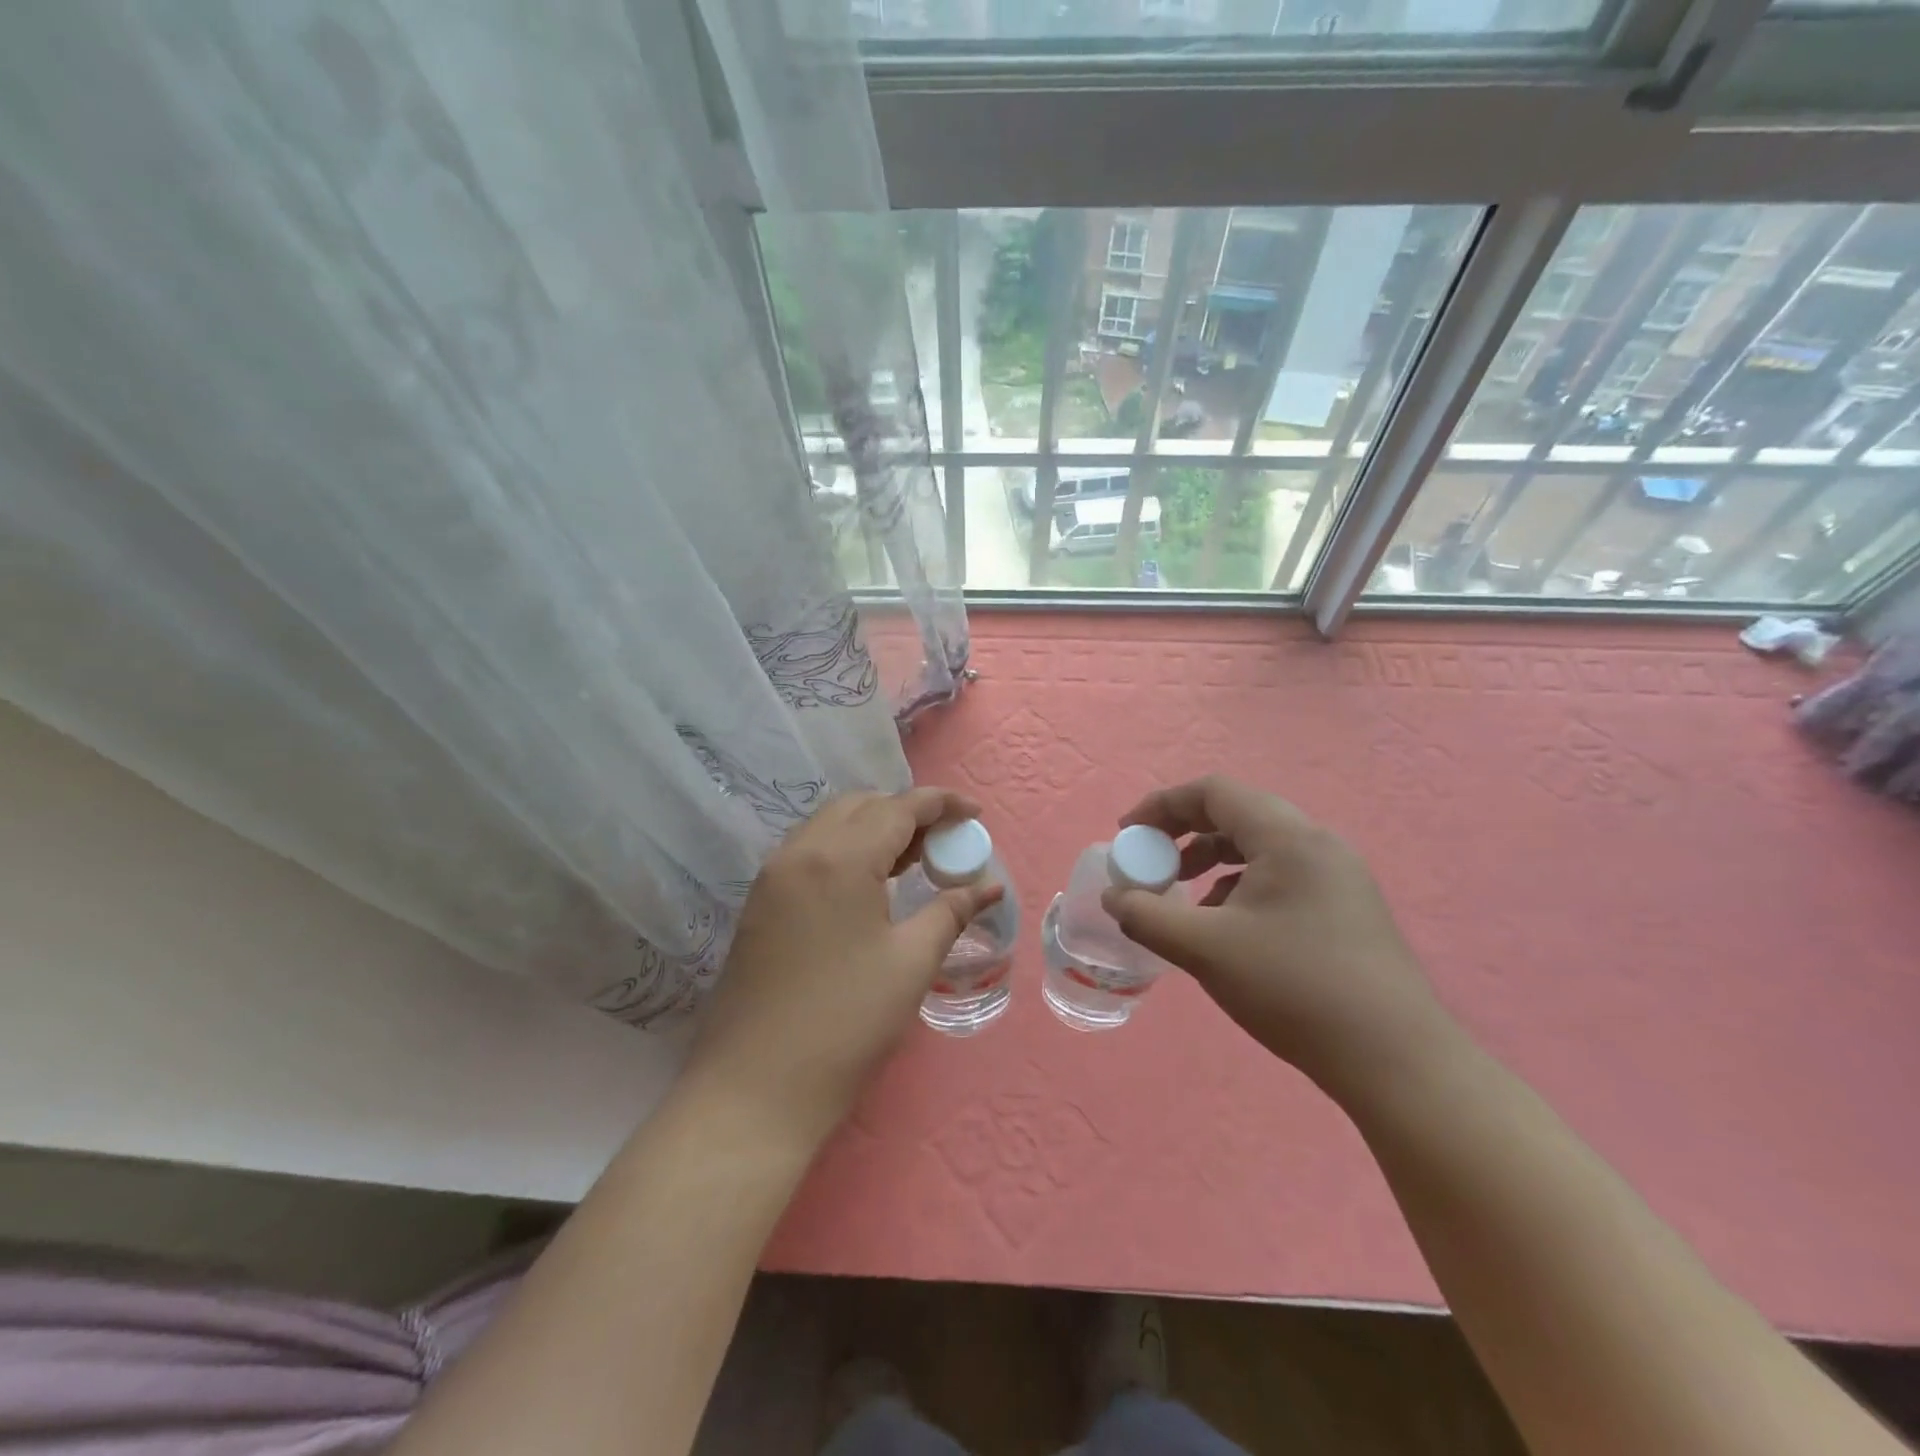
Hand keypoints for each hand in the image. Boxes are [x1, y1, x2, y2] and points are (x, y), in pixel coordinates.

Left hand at [683, 788, 1003, 1150]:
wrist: (754, 1088)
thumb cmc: (845, 1023)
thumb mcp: (910, 964)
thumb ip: (951, 912)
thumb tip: (989, 887)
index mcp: (840, 859)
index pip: (898, 807)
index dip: (941, 803)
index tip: (975, 814)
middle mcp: (800, 852)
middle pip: (861, 806)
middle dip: (907, 812)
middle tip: (943, 842)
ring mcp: (773, 876)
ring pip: (831, 825)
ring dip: (874, 828)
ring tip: (913, 860)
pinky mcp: (760, 902)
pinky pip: (810, 851)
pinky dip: (846, 850)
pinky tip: (869, 885)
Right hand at [1103, 775, 1453, 1097]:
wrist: (1395, 1060)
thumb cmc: (1294, 989)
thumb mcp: (1205, 950)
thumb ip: (1147, 916)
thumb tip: (1114, 897)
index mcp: (1287, 837)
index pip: (1214, 792)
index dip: (1162, 805)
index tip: (1127, 836)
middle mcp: (1317, 843)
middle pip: (1237, 814)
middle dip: (1184, 834)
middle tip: (1152, 864)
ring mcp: (1338, 875)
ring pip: (1259, 847)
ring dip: (1212, 861)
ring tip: (1184, 898)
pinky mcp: (1346, 907)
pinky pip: (1280, 875)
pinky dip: (1241, 886)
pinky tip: (1227, 928)